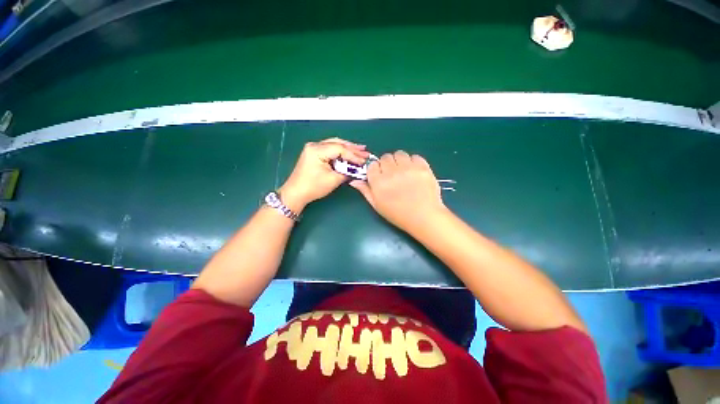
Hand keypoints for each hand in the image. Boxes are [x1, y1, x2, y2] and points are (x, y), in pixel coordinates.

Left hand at [280, 138, 368, 211]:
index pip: (340, 149)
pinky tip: (348, 153)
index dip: (354, 155)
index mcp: (317, 150)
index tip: (363, 161)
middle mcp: (314, 145)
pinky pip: (330, 149)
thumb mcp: (332, 180)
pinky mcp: (313, 153)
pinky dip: (340, 151)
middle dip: (353, 148)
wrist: (296, 193)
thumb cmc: (313, 187)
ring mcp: (313, 148)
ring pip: (334, 144)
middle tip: (365, 152)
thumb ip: (346, 172)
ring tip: (360, 150)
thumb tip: (356, 169)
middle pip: (338, 143)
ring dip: (347, 148)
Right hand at [349, 151, 445, 232]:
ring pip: (399, 154)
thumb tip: (354, 181)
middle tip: (393, 175)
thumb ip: (365, 191)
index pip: (372, 165)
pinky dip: (413, 162)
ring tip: (404, 172)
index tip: (380, 176)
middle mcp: (392, 172)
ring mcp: (408, 168)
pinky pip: (415, 156)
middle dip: (387, 164)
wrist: (424, 217)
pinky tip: (414, 172)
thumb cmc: (398, 214)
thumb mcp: (377, 205)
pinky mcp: (423, 167)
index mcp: (379, 182)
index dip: (376, 170)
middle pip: (385, 157)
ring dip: (399, 161)